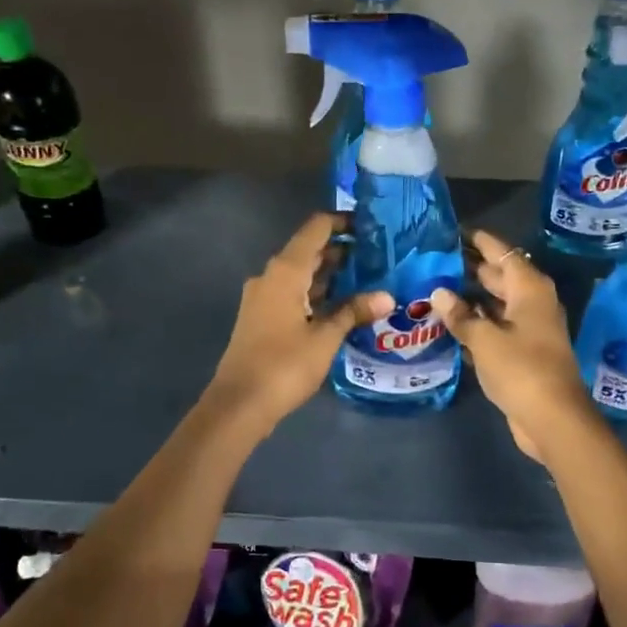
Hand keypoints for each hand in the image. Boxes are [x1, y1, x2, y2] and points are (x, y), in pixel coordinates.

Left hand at [208, 213, 392, 431]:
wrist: (239, 403)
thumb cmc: (284, 365)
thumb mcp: (325, 338)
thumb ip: (354, 312)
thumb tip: (387, 297)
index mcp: (285, 271)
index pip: (315, 229)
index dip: (342, 223)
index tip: (370, 227)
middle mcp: (271, 276)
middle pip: (308, 251)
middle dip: (341, 252)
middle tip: (377, 257)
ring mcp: (262, 297)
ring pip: (300, 275)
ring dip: (329, 275)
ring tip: (366, 280)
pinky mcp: (261, 317)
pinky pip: (292, 294)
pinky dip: (315, 294)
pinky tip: (341, 307)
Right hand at [430, 230, 592, 462]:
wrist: (552, 419)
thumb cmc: (521, 369)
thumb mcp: (484, 339)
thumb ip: (460, 315)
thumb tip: (439, 293)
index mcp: (529, 289)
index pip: (502, 253)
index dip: (480, 241)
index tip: (454, 232)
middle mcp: (532, 303)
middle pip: (500, 276)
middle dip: (471, 268)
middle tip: (436, 260)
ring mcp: (529, 328)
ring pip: (496, 304)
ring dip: (471, 298)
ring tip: (435, 288)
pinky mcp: (523, 352)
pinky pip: (496, 327)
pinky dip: (477, 323)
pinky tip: (450, 323)